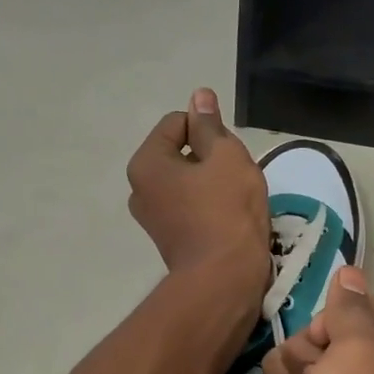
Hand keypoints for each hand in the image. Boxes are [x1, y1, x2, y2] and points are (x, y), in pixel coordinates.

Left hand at [126, 88, 268, 282]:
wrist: (224, 277)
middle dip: (210, 158)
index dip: (209, 131)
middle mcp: (139, 188)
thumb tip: (199, 96)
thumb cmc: (227, 210)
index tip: (228, 156)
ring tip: (233, 201)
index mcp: (146, 163)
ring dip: (212, 183)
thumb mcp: (226, 156)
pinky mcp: (168, 239)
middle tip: (234, 178)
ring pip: (188, 180)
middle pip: (181, 152)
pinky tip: (227, 220)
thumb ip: (210, 125)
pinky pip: (190, 206)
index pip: (179, 122)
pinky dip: (208, 206)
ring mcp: (152, 217)